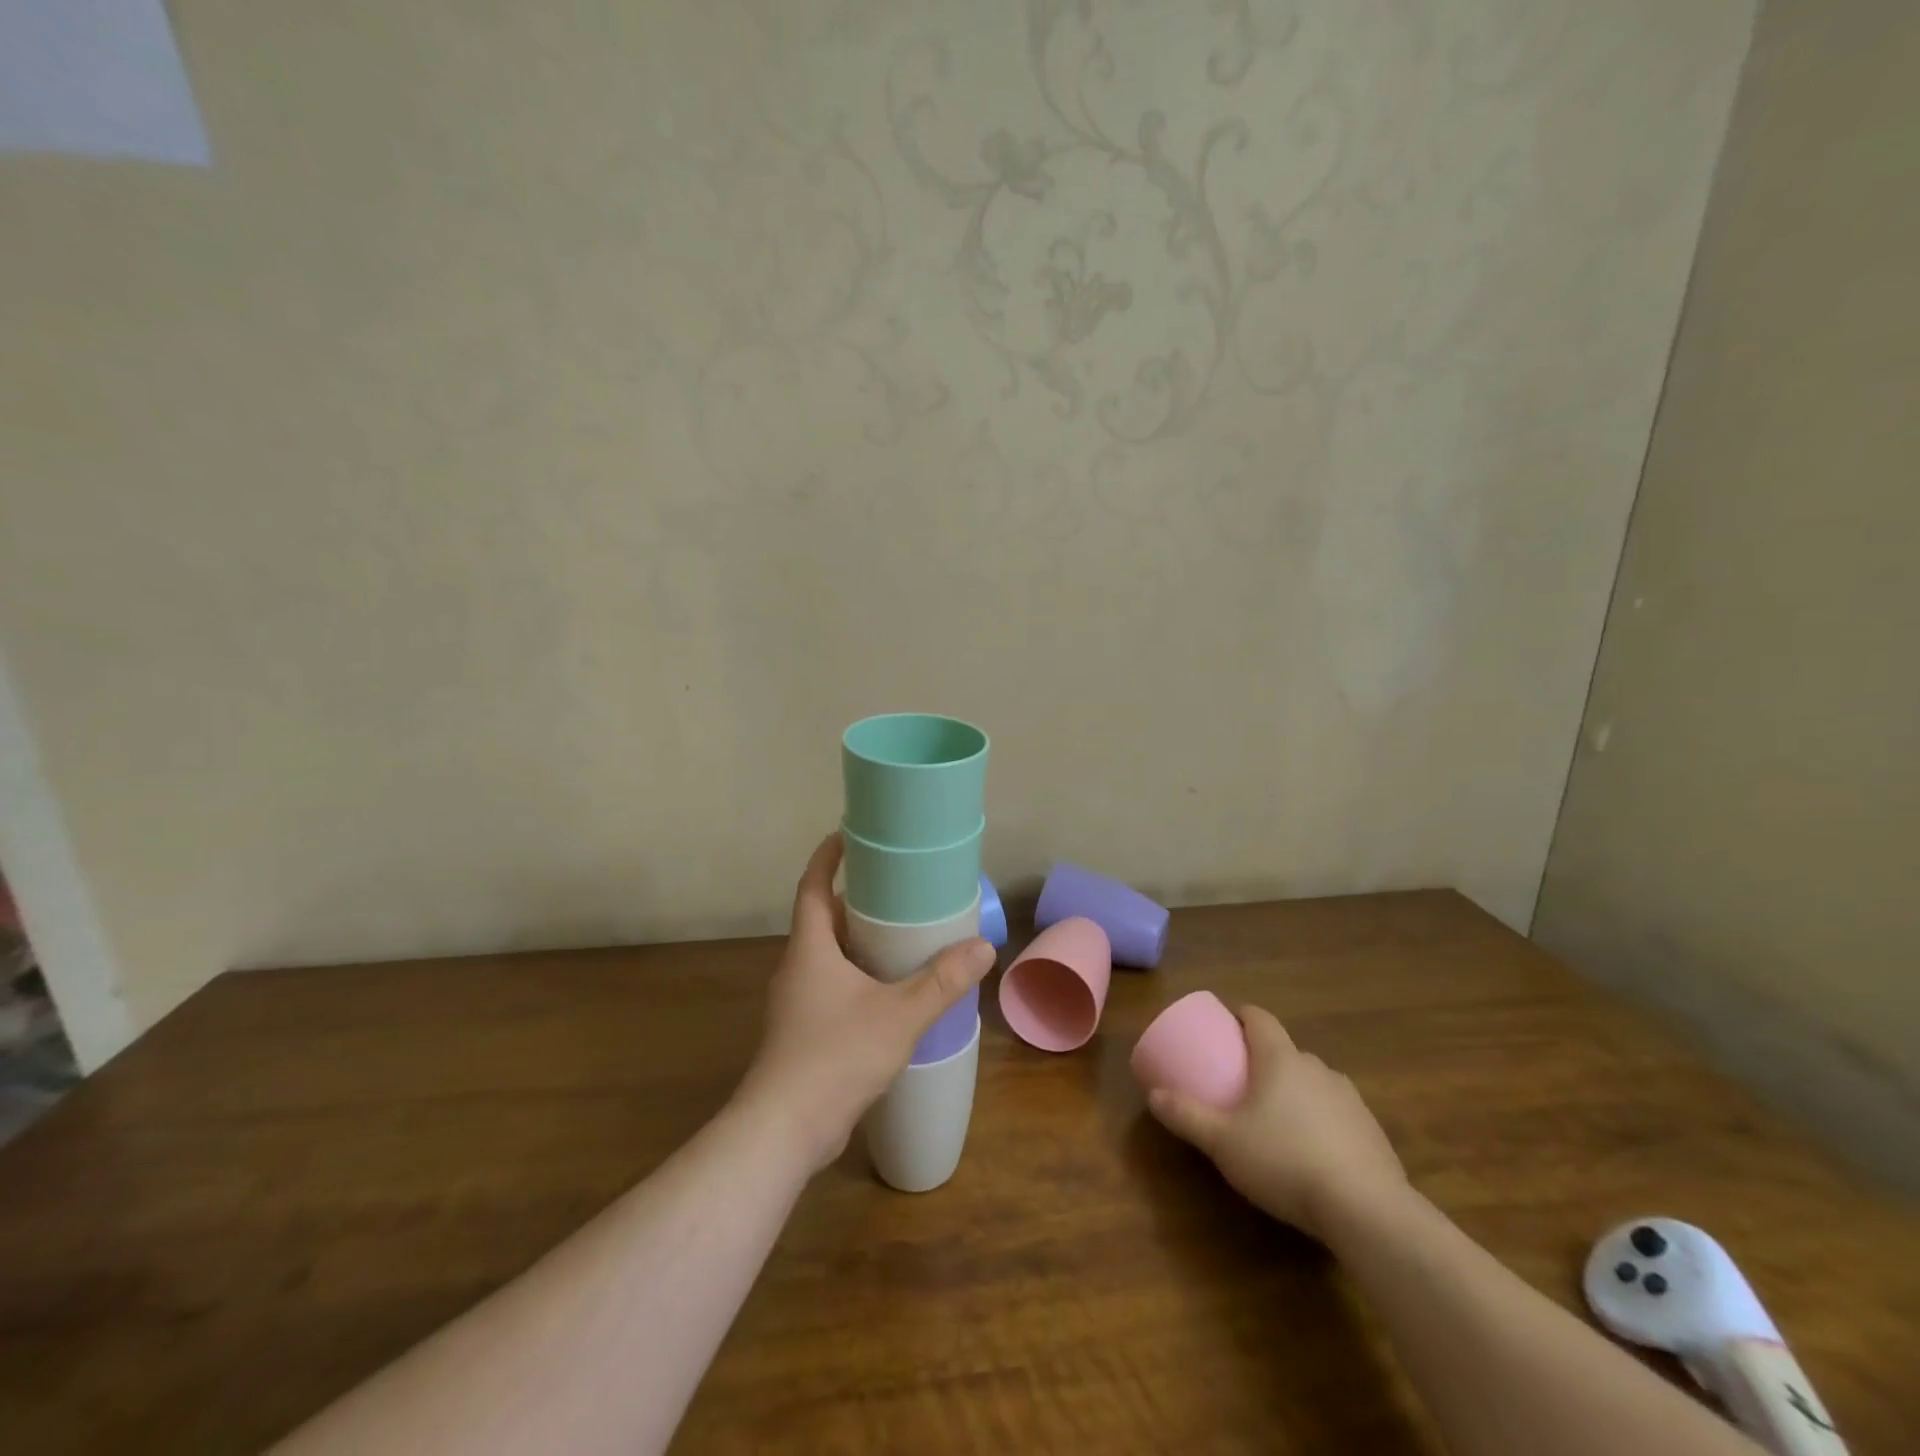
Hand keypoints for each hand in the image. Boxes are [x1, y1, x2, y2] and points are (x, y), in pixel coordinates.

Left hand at [738, 833, 994, 1174]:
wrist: (784, 1130)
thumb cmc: (836, 1056)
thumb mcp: (899, 1014)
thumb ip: (941, 982)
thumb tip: (982, 948)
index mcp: (810, 949)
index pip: (812, 887)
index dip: (827, 857)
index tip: (848, 835)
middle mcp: (798, 968)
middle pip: (822, 920)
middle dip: (854, 902)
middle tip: (895, 891)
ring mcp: (796, 1003)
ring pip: (827, 957)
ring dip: (857, 942)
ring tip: (900, 938)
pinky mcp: (802, 1033)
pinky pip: (830, 987)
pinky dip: (856, 976)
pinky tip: (888, 993)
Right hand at [1148, 1005, 1408, 1242]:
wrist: (1367, 1212)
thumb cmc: (1285, 1161)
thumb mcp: (1223, 1142)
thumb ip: (1186, 1116)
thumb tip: (1153, 1095)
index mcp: (1280, 1059)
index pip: (1260, 1018)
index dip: (1242, 1015)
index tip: (1226, 1024)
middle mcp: (1317, 1069)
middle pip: (1287, 1051)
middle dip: (1265, 1061)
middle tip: (1244, 1084)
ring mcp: (1351, 1100)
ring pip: (1315, 1083)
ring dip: (1296, 1093)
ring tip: (1277, 1122)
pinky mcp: (1374, 1134)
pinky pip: (1338, 1115)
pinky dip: (1322, 1123)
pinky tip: (1313, 1156)